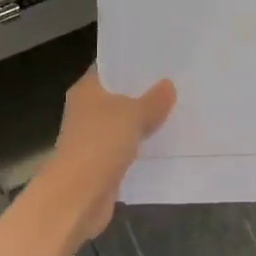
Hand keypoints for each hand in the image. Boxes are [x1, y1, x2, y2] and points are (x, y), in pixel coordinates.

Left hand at [48, 69, 175, 240]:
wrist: (78, 195)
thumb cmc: (100, 143)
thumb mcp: (133, 115)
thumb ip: (154, 100)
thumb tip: (168, 85)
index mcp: (86, 90)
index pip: (109, 67)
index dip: (132, 63)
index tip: (160, 59)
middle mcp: (86, 110)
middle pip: (118, 96)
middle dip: (144, 92)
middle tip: (177, 83)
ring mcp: (93, 138)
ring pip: (124, 123)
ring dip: (145, 121)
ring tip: (177, 110)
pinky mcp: (102, 162)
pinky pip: (127, 147)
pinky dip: (142, 145)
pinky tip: (167, 141)